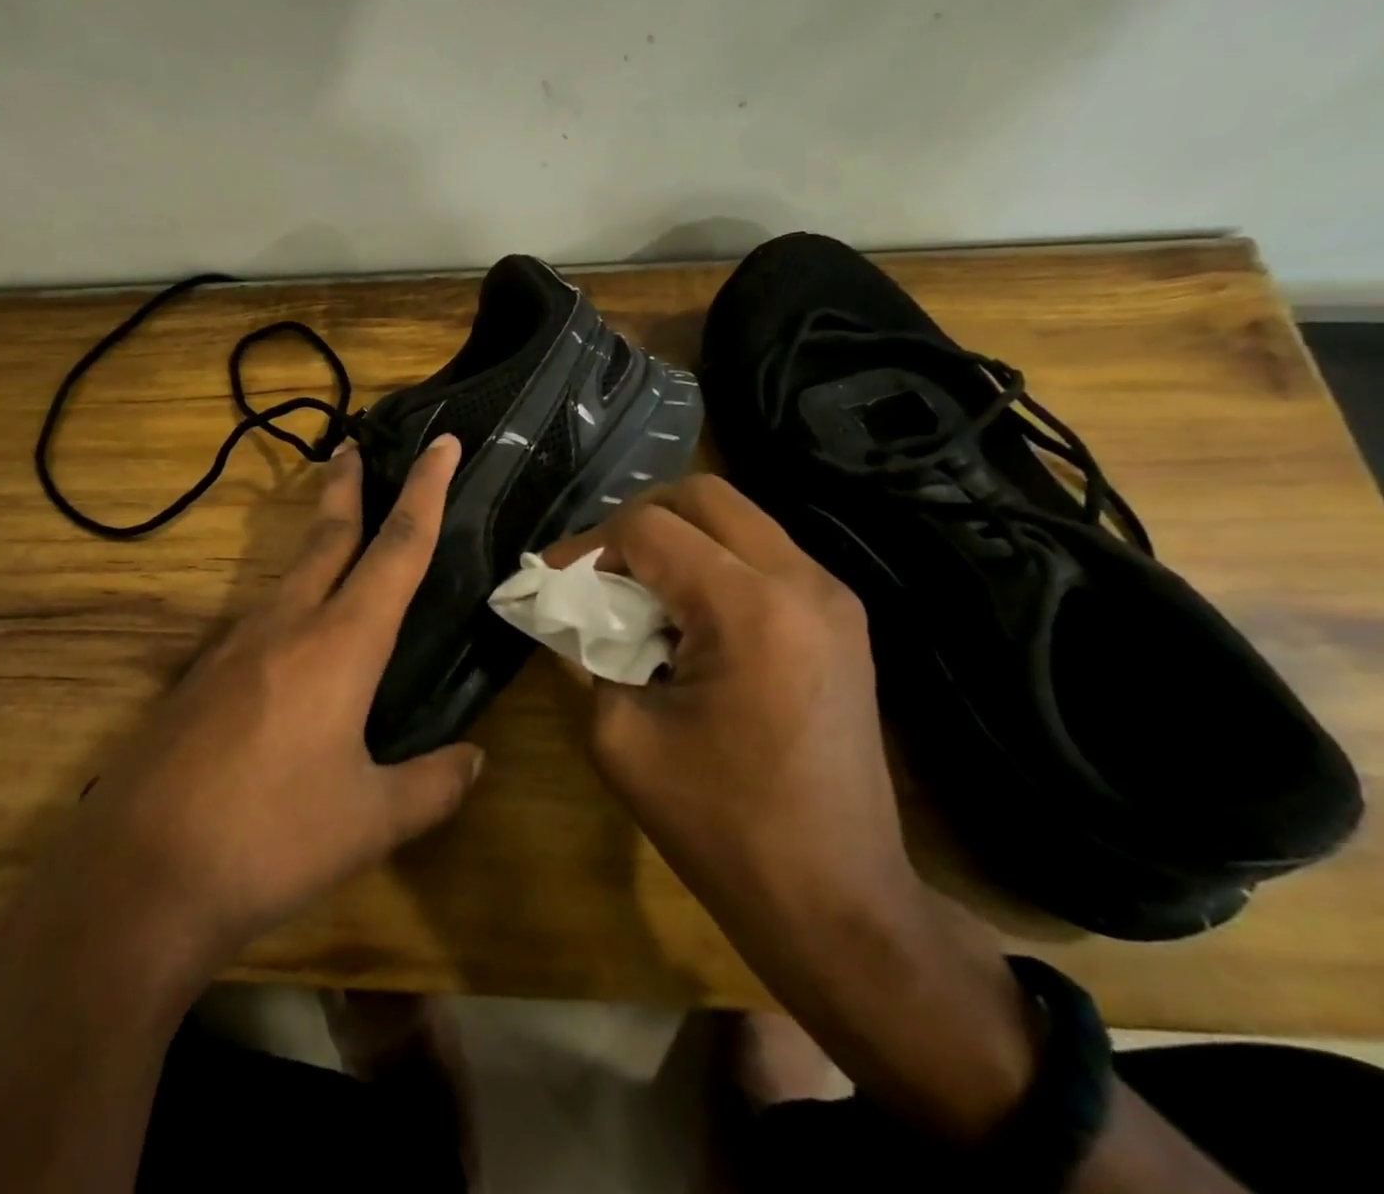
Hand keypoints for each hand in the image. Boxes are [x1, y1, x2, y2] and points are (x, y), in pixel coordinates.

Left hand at [69, 431, 483, 972]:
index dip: (426, 491)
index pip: (397, 548)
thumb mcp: (370, 821)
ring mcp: (231, 649)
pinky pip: (257, 627)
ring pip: (288, 579)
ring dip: (316, 549)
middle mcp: (285, 627)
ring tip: (336, 548)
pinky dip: (287, 611)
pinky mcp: (198, 680)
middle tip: (354, 446)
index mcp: (340, 645)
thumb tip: (474, 761)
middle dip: (348, 487)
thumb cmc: (270, 840)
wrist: (137, 879)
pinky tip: (290, 650)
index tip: (442, 443)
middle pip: (327, 537)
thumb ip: (432, 785)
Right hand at [544, 474, 908, 939]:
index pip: (649, 528)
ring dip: (677, 539)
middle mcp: (802, 581)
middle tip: (597, 569)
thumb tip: (573, 609)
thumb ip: (589, 651)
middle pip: (702, 494)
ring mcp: (833, 596)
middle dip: (635, 520)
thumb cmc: (720, 826)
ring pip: (738, 517)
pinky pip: (763, 554)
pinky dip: (713, 562)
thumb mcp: (621, 734)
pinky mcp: (842, 618)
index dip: (588, 546)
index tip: (553, 580)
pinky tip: (687, 616)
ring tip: (638, 591)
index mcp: (748, 609)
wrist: (837, 901)